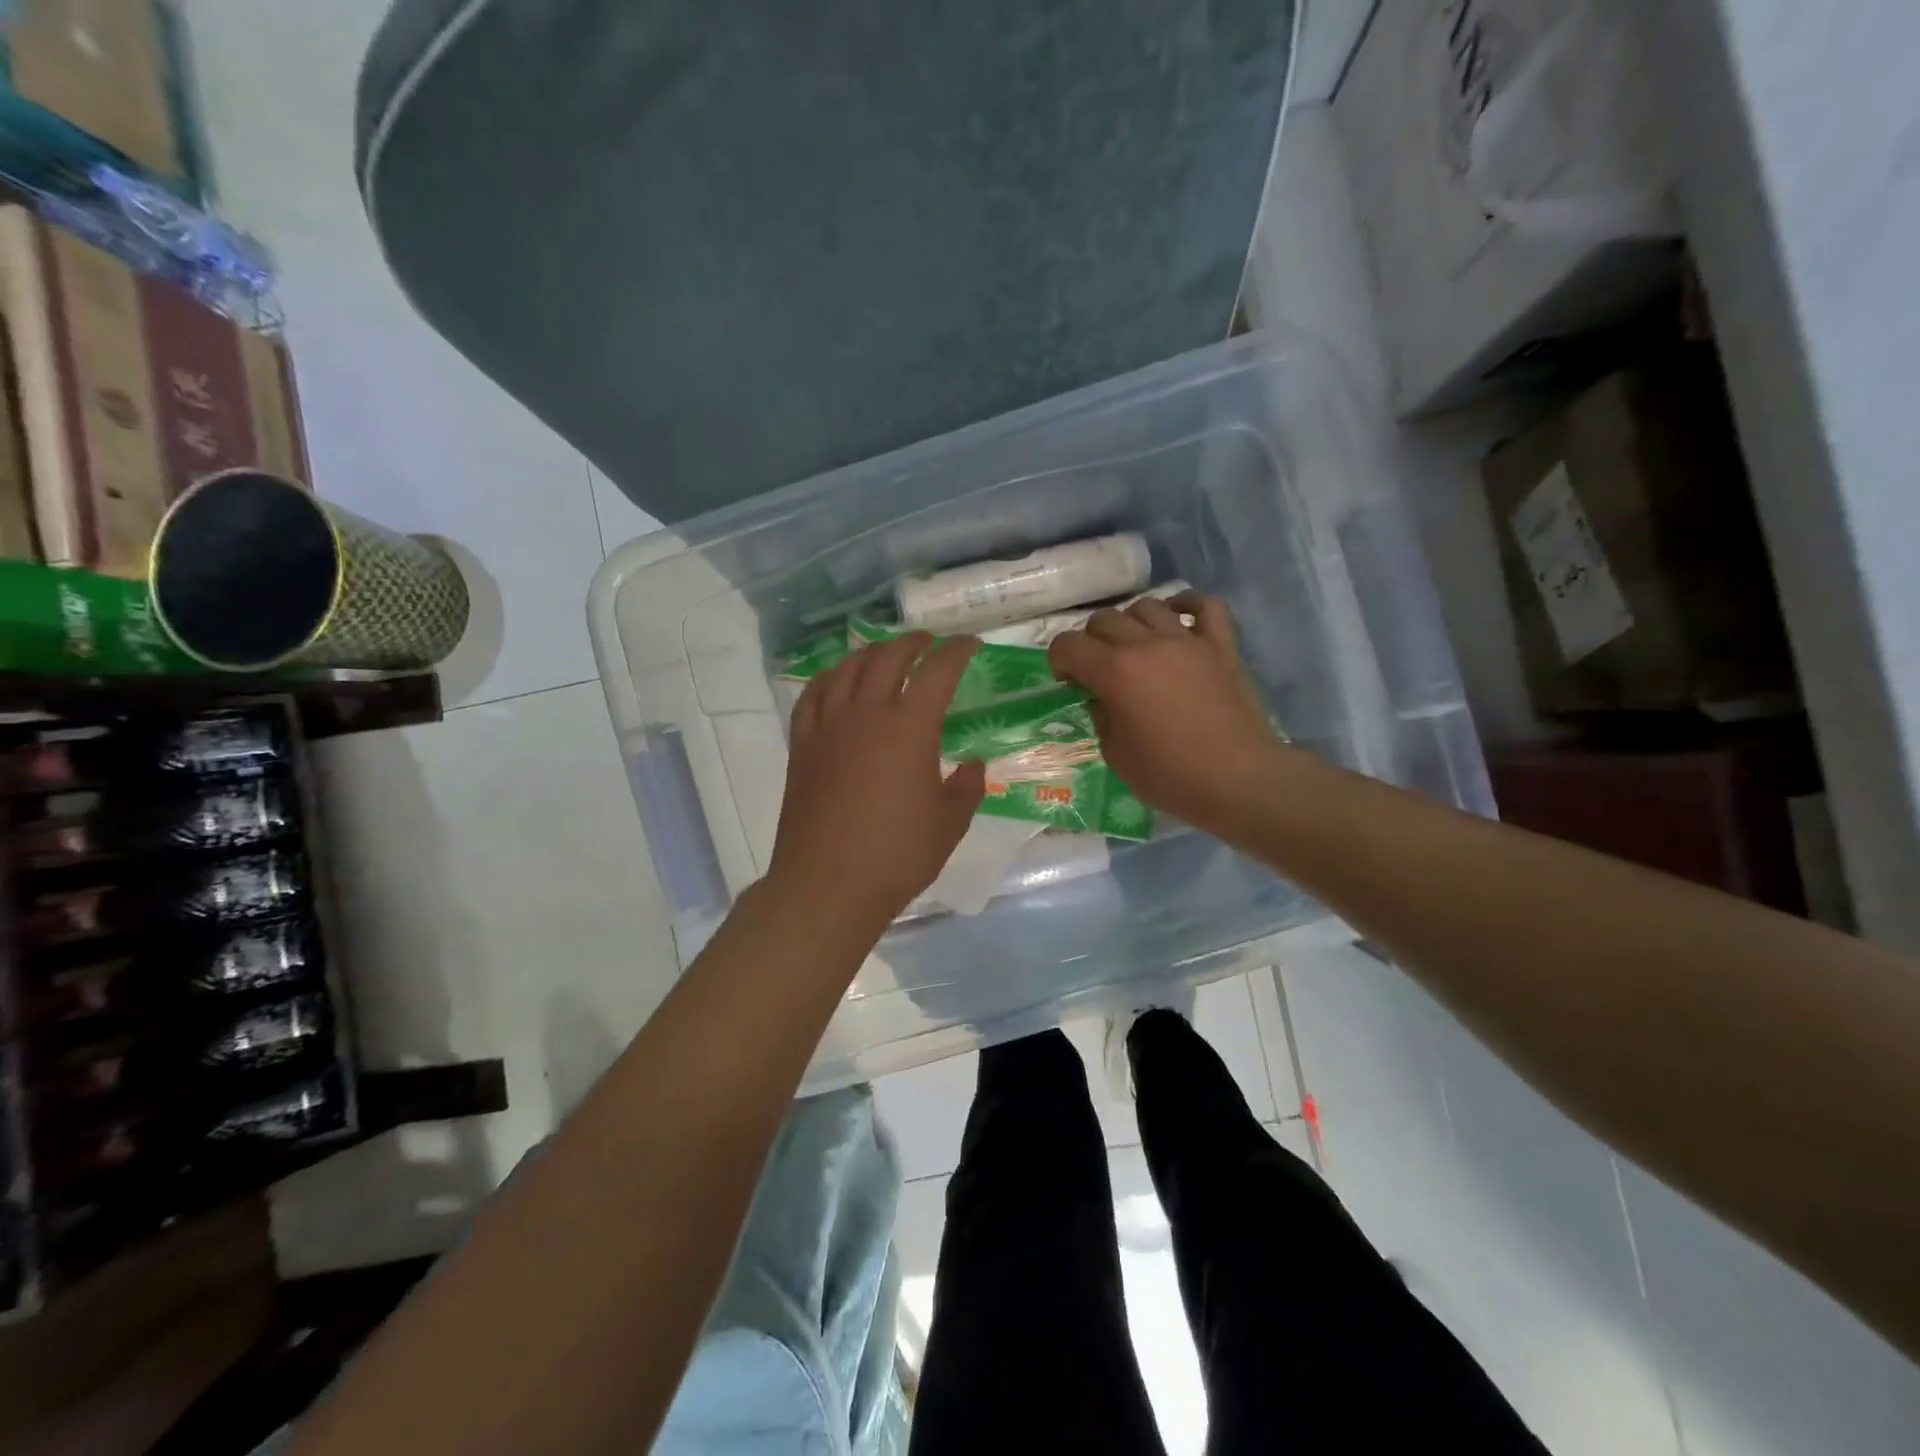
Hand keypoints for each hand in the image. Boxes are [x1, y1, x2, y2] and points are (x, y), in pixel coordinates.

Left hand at [768, 633, 986, 930]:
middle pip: (888, 657)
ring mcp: (829, 727)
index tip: (970, 645)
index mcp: (909, 727)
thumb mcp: (950, 823)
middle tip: (929, 644)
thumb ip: (968, 786)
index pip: (938, 671)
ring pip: (848, 669)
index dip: (957, 651)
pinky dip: (830, 678)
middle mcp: (867, 714)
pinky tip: (837, 681)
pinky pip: (813, 696)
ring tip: (885, 655)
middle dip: (913, 643)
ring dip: (871, 653)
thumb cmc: (897, 855)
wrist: (827, 884)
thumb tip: (972, 764)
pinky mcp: (802, 745)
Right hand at [1048, 592, 1275, 830]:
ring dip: (1132, 623)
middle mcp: (1147, 645)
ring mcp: (1187, 641)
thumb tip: (1103, 699)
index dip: (1059, 660)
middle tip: (1099, 669)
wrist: (1238, 780)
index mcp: (1115, 671)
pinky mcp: (1221, 646)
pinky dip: (1188, 605)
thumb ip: (1102, 717)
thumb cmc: (1170, 775)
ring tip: (1136, 647)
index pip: (1068, 645)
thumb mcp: (1116, 754)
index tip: (1069, 682)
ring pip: (1148, 606)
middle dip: (1091, 641)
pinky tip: (1179, 617)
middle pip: (1104, 620)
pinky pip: (1206, 606)